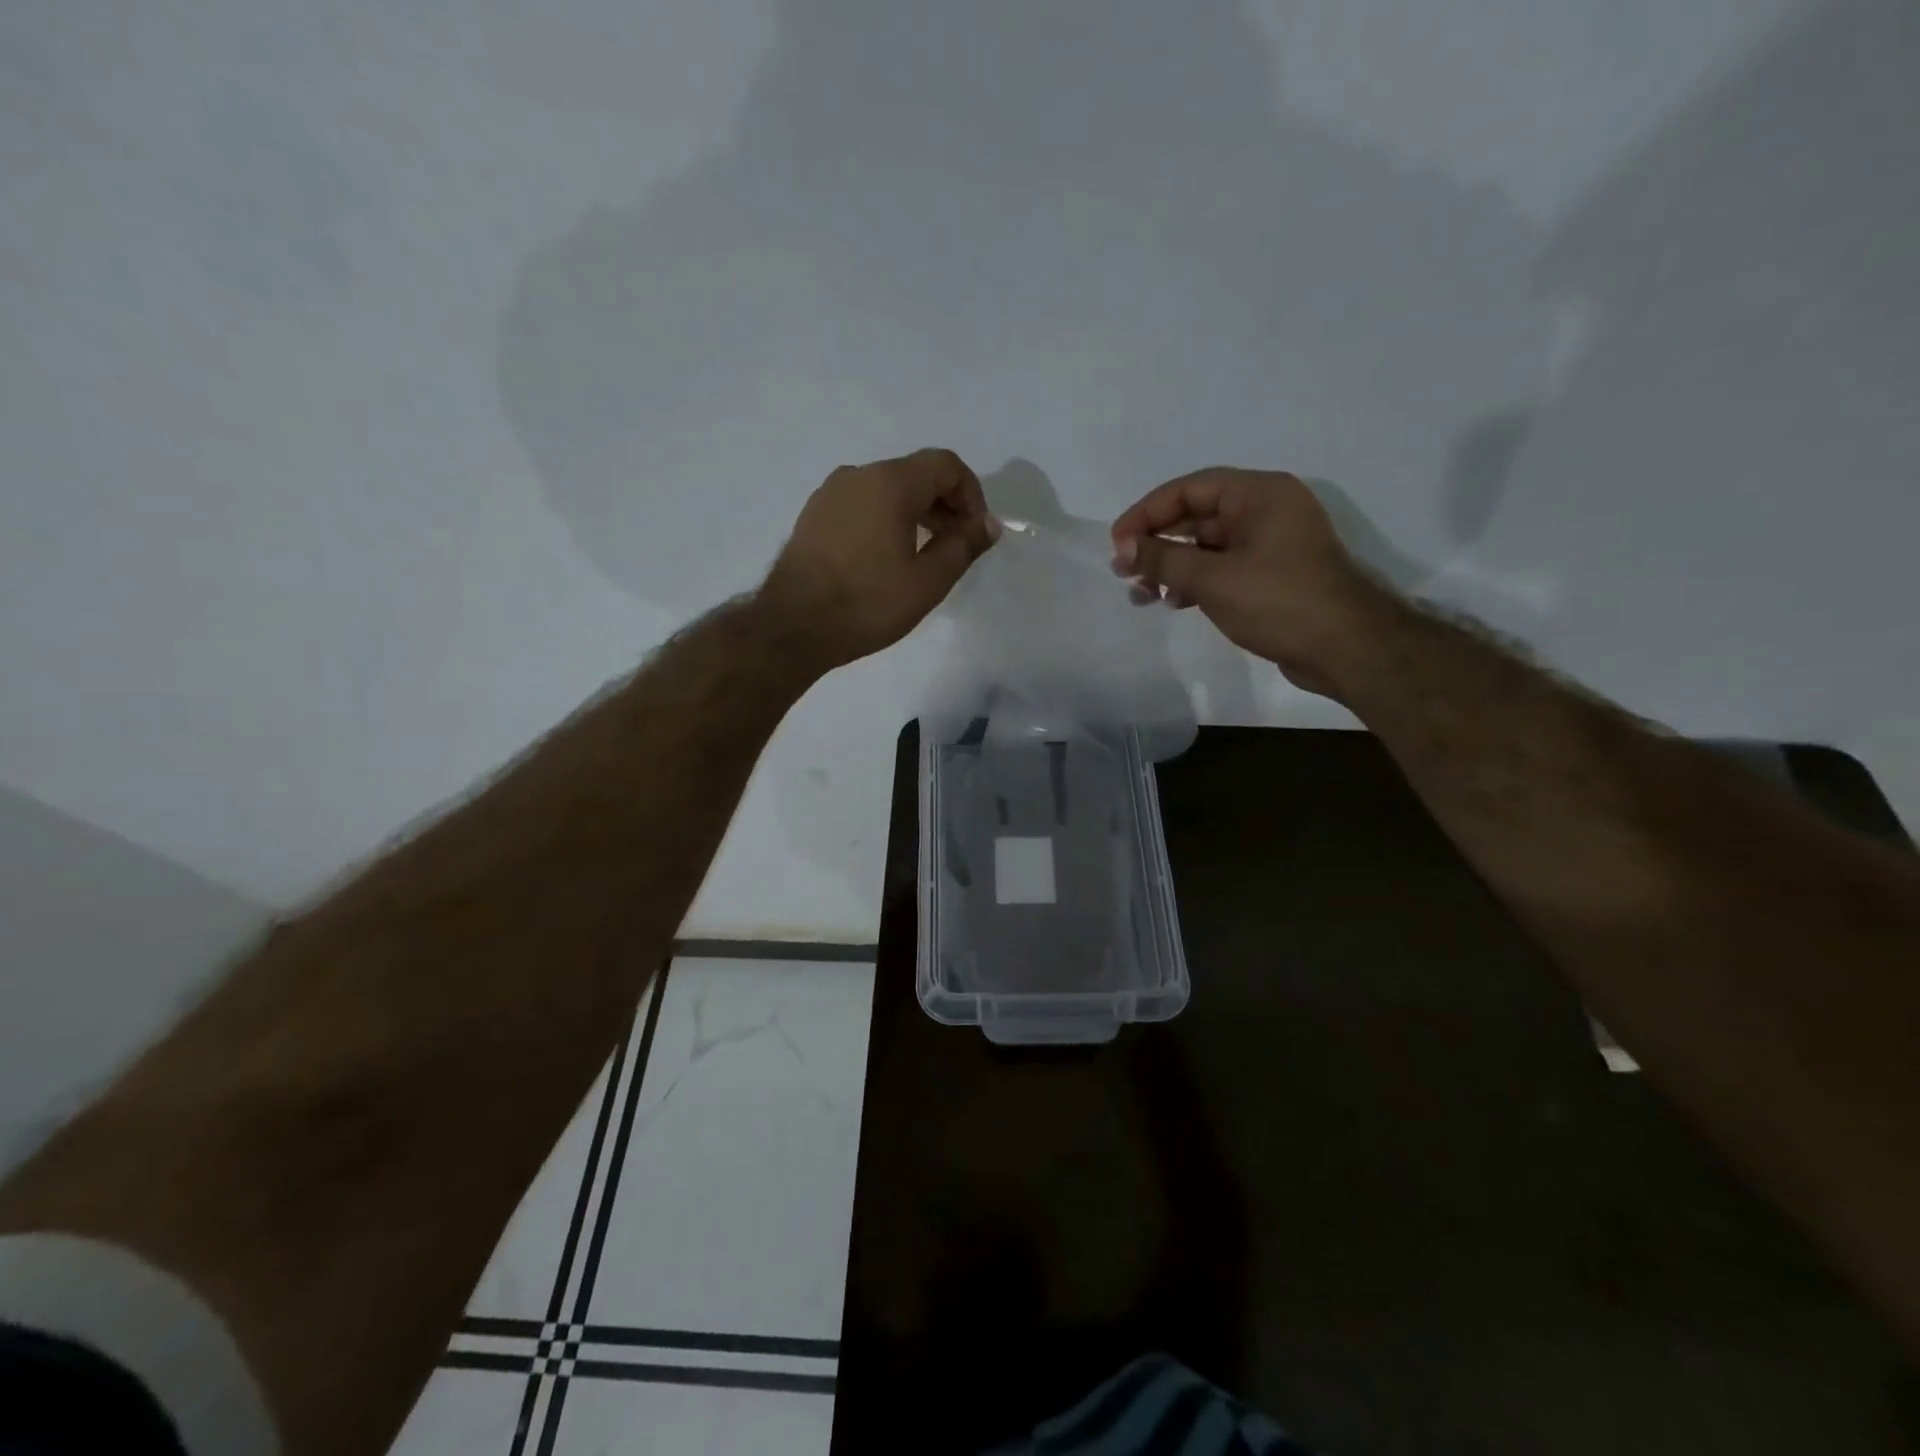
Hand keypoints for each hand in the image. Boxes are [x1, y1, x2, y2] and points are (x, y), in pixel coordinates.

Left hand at [760, 449, 999, 672]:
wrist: (793, 626)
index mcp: (890, 483)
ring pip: (887, 488)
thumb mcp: (928, 581)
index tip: (975, 532)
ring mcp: (831, 493)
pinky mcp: (814, 514)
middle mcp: (858, 475)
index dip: (971, 494)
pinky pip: (862, 503)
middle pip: (916, 473)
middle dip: (945, 503)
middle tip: (956, 545)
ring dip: (916, 512)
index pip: (945, 465)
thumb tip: (988, 524)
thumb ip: (963, 546)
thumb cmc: (867, 603)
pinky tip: (887, 557)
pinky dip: (886, 518)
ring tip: (925, 553)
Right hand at [1111, 467, 1389, 694]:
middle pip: (1197, 515)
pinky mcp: (1273, 575)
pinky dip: (1195, 580)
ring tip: (1141, 594)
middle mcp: (1267, 510)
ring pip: (1208, 545)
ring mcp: (1271, 544)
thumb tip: (1123, 548)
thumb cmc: (1278, 602)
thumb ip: (1163, 558)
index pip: (1189, 488)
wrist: (1346, 648)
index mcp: (1260, 494)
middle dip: (1157, 543)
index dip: (1147, 513)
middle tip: (1123, 571)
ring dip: (1172, 566)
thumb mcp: (1212, 578)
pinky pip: (1223, 567)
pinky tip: (1173, 601)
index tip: (1117, 543)